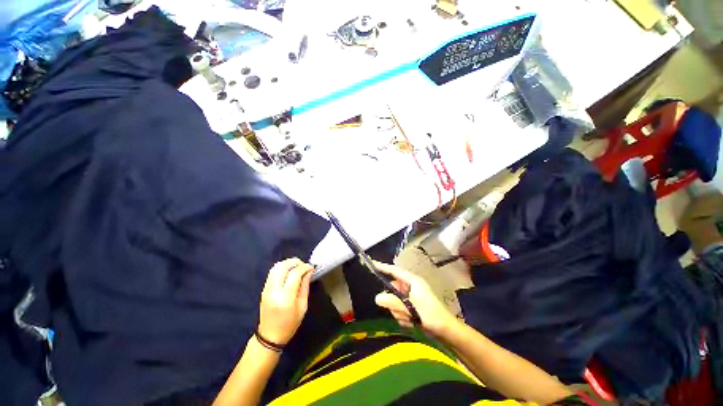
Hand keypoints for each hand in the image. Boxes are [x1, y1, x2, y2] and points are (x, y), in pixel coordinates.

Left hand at [258, 258, 313, 345]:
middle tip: (304, 265)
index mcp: (285, 298)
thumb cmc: (290, 324)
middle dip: (295, 262)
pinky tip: (289, 271)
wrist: (269, 336)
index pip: (295, 274)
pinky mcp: (264, 289)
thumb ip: (305, 286)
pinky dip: (282, 267)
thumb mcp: (302, 306)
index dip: (304, 267)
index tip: (311, 267)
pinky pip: (272, 272)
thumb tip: (308, 271)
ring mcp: (267, 289)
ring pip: (276, 267)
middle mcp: (274, 291)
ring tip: (297, 266)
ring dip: (288, 263)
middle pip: (283, 267)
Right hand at [373, 261, 458, 337]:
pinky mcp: (411, 305)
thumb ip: (394, 302)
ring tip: (409, 319)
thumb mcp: (411, 308)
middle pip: (393, 289)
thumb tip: (377, 297)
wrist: (446, 332)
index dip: (383, 267)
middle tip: (402, 312)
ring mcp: (411, 296)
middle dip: (394, 302)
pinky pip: (399, 308)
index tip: (371, 263)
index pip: (394, 271)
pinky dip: (402, 316)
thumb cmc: (431, 316)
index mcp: (413, 281)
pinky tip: (410, 322)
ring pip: (395, 300)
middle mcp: (411, 286)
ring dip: (399, 311)